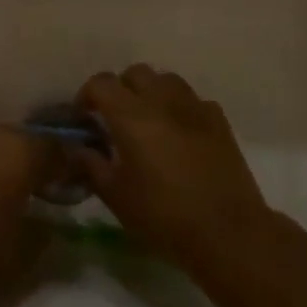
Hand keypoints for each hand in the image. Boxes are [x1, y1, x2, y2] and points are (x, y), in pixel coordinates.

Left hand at [0, 125, 60, 306]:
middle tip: (46, 192)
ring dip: (5, 165)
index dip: (73, 168)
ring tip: (9, 197)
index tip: (80, 187)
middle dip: (38, 163)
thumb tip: (53, 227)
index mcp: (21, 153)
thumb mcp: (17, 265)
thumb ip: (44, 241)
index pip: (60, 150)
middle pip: (25, 142)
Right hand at [75, 66, 271, 270]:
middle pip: (135, 73)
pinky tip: (180, 134)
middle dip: (120, 89)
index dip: (87, 95)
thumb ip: (91, 165)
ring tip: (148, 121)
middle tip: (116, 119)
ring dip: (151, 93)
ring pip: (166, 80)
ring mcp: (195, 107)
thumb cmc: (164, 217)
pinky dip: (180, 108)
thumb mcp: (116, 196)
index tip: (84, 118)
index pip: (101, 83)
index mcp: (131, 115)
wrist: (228, 233)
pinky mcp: (219, 120)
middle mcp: (162, 100)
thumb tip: (78, 148)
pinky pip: (193, 100)